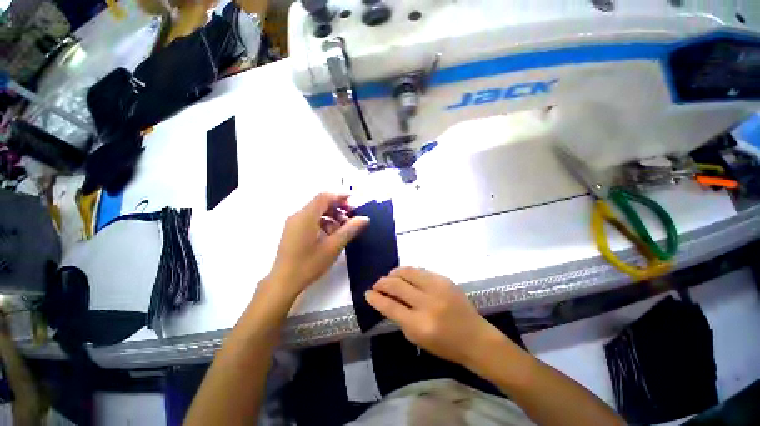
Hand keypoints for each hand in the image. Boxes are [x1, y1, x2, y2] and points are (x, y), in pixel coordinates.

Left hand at [268, 193, 368, 299]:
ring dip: (331, 216)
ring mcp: (293, 223)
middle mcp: (298, 215)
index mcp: (306, 216)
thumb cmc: (309, 264)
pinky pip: (311, 219)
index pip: (324, 197)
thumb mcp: (333, 246)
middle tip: (350, 217)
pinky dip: (323, 222)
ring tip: (342, 229)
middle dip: (337, 207)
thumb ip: (350, 230)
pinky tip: (330, 235)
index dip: (340, 196)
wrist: (283, 282)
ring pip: (316, 212)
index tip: (353, 201)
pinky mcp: (293, 231)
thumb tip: (364, 219)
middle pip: (320, 203)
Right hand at [365, 267, 507, 368]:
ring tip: (389, 276)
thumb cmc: (444, 345)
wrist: (475, 337)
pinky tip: (405, 275)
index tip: (367, 293)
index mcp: (419, 324)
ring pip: (408, 272)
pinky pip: (421, 270)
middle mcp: (427, 303)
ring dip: (394, 273)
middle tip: (377, 284)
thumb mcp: (417, 338)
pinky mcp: (445, 279)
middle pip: (397, 285)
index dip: (376, 298)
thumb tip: (385, 300)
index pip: (390, 306)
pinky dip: (409, 272)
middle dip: (382, 282)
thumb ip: (399, 318)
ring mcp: (437, 288)